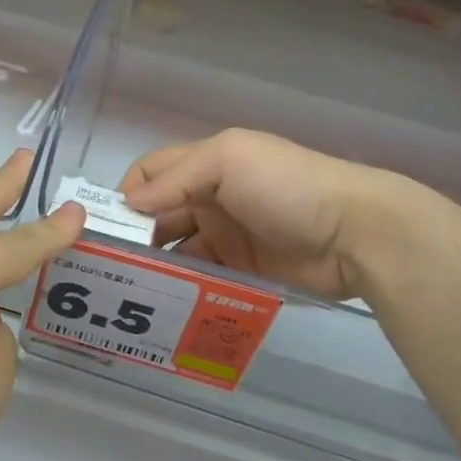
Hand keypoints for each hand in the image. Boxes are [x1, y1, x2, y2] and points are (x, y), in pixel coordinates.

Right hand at [119, 129, 412, 302]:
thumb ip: (176, 178)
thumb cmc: (287, 186)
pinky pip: (200, 276)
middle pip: (159, 213)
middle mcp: (211, 197)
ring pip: (175, 247)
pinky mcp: (241, 270)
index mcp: (207, 163)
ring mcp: (226, 235)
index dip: (126, 193)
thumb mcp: (229, 160)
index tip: (103, 224)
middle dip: (133, 232)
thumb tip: (127, 203)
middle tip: (108, 263)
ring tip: (128, 286)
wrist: (357, 234)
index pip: (151, 172)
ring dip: (153, 262)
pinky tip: (160, 299)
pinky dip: (180, 285)